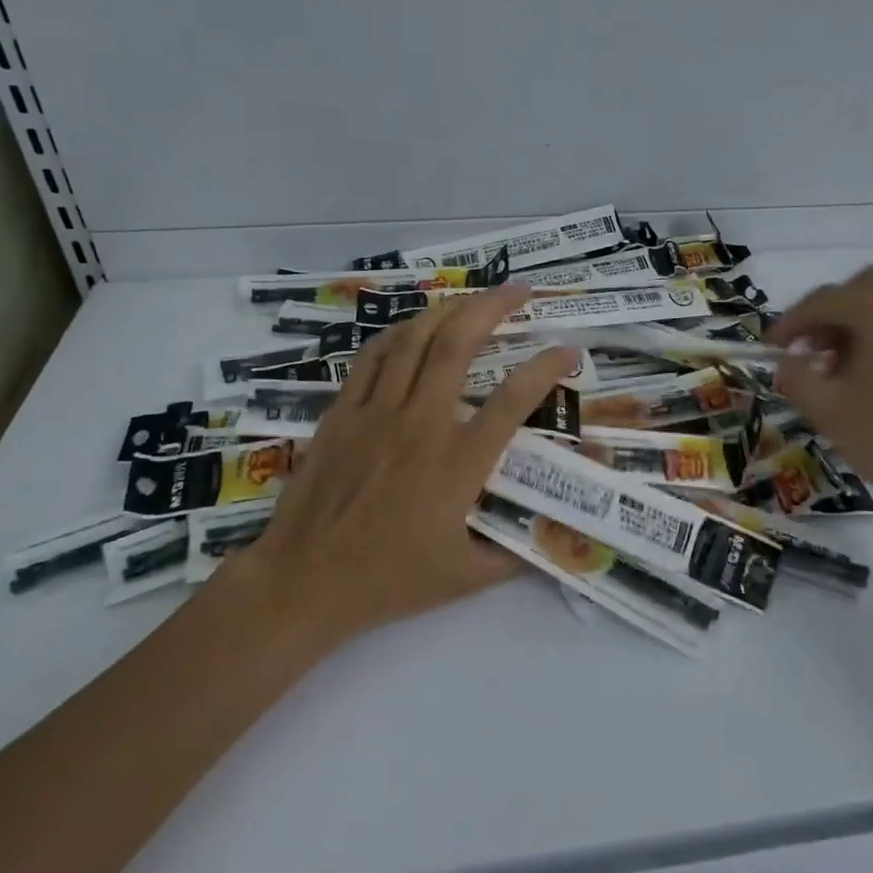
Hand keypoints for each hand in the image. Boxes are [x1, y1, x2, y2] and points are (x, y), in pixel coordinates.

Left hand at [218, 285, 577, 644]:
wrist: (304, 582)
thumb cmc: (389, 581)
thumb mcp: (466, 577)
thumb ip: (516, 553)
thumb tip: (555, 537)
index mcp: (458, 463)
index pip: (514, 400)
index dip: (546, 367)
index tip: (568, 350)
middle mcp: (420, 424)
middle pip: (459, 345)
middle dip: (493, 307)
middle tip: (519, 291)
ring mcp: (376, 412)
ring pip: (414, 340)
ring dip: (449, 309)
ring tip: (474, 296)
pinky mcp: (342, 413)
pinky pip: (373, 357)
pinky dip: (399, 333)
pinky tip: (414, 326)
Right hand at [766, 267, 872, 541]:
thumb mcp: (827, 409)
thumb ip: (795, 376)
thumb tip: (788, 363)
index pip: (824, 300)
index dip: (790, 322)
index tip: (769, 348)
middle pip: (860, 290)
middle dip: (827, 315)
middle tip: (805, 350)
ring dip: (853, 326)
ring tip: (832, 369)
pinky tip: (866, 377)